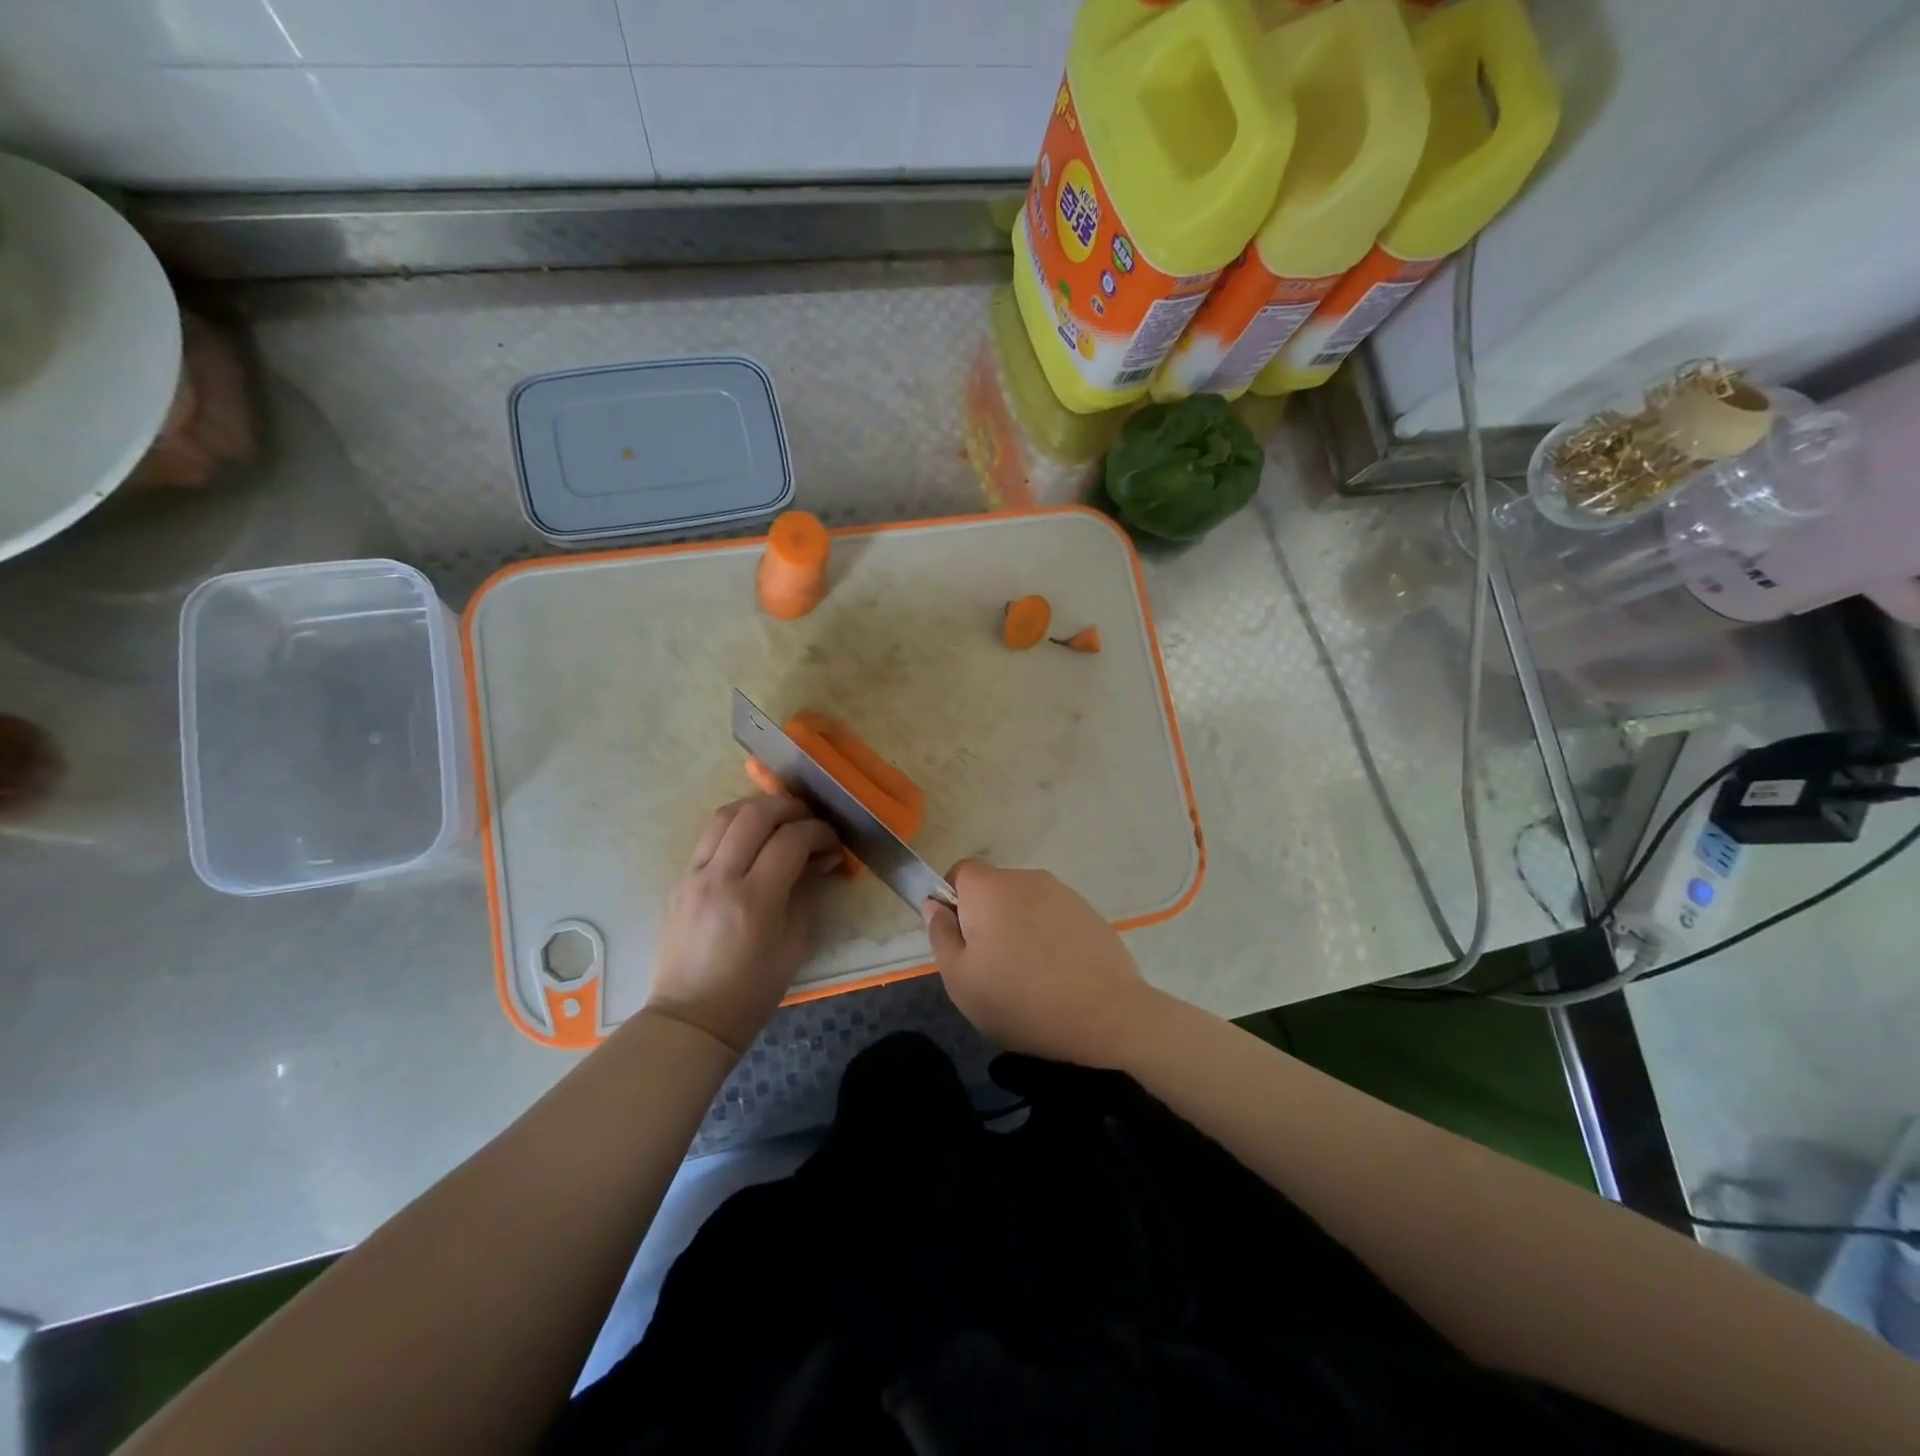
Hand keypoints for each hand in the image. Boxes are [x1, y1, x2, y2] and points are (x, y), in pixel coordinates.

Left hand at [646, 795, 839, 1055]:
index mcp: (754, 900)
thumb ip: (807, 891)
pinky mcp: (679, 881)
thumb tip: (820, 858)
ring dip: (757, 807)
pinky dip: (735, 827)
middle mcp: (720, 879)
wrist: (692, 1018)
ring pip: (724, 815)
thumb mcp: (795, 944)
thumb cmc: (753, 991)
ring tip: (780, 819)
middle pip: (755, 814)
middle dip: (789, 807)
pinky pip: (709, 838)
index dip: (819, 832)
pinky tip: (752, 841)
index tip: (833, 843)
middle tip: (809, 819)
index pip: (791, 840)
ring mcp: (693, 877)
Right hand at [921, 858, 1158, 1066]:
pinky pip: (1055, 918)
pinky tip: (1057, 975)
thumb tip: (934, 905)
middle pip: (994, 889)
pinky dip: (1049, 937)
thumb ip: (940, 935)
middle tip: (990, 966)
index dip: (953, 901)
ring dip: (1019, 928)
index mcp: (989, 889)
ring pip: (1026, 904)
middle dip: (987, 918)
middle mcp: (1027, 878)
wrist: (1106, 1014)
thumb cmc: (1020, 999)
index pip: (960, 872)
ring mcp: (1063, 893)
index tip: (959, 939)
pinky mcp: (1090, 912)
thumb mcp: (960, 979)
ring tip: (1028, 976)